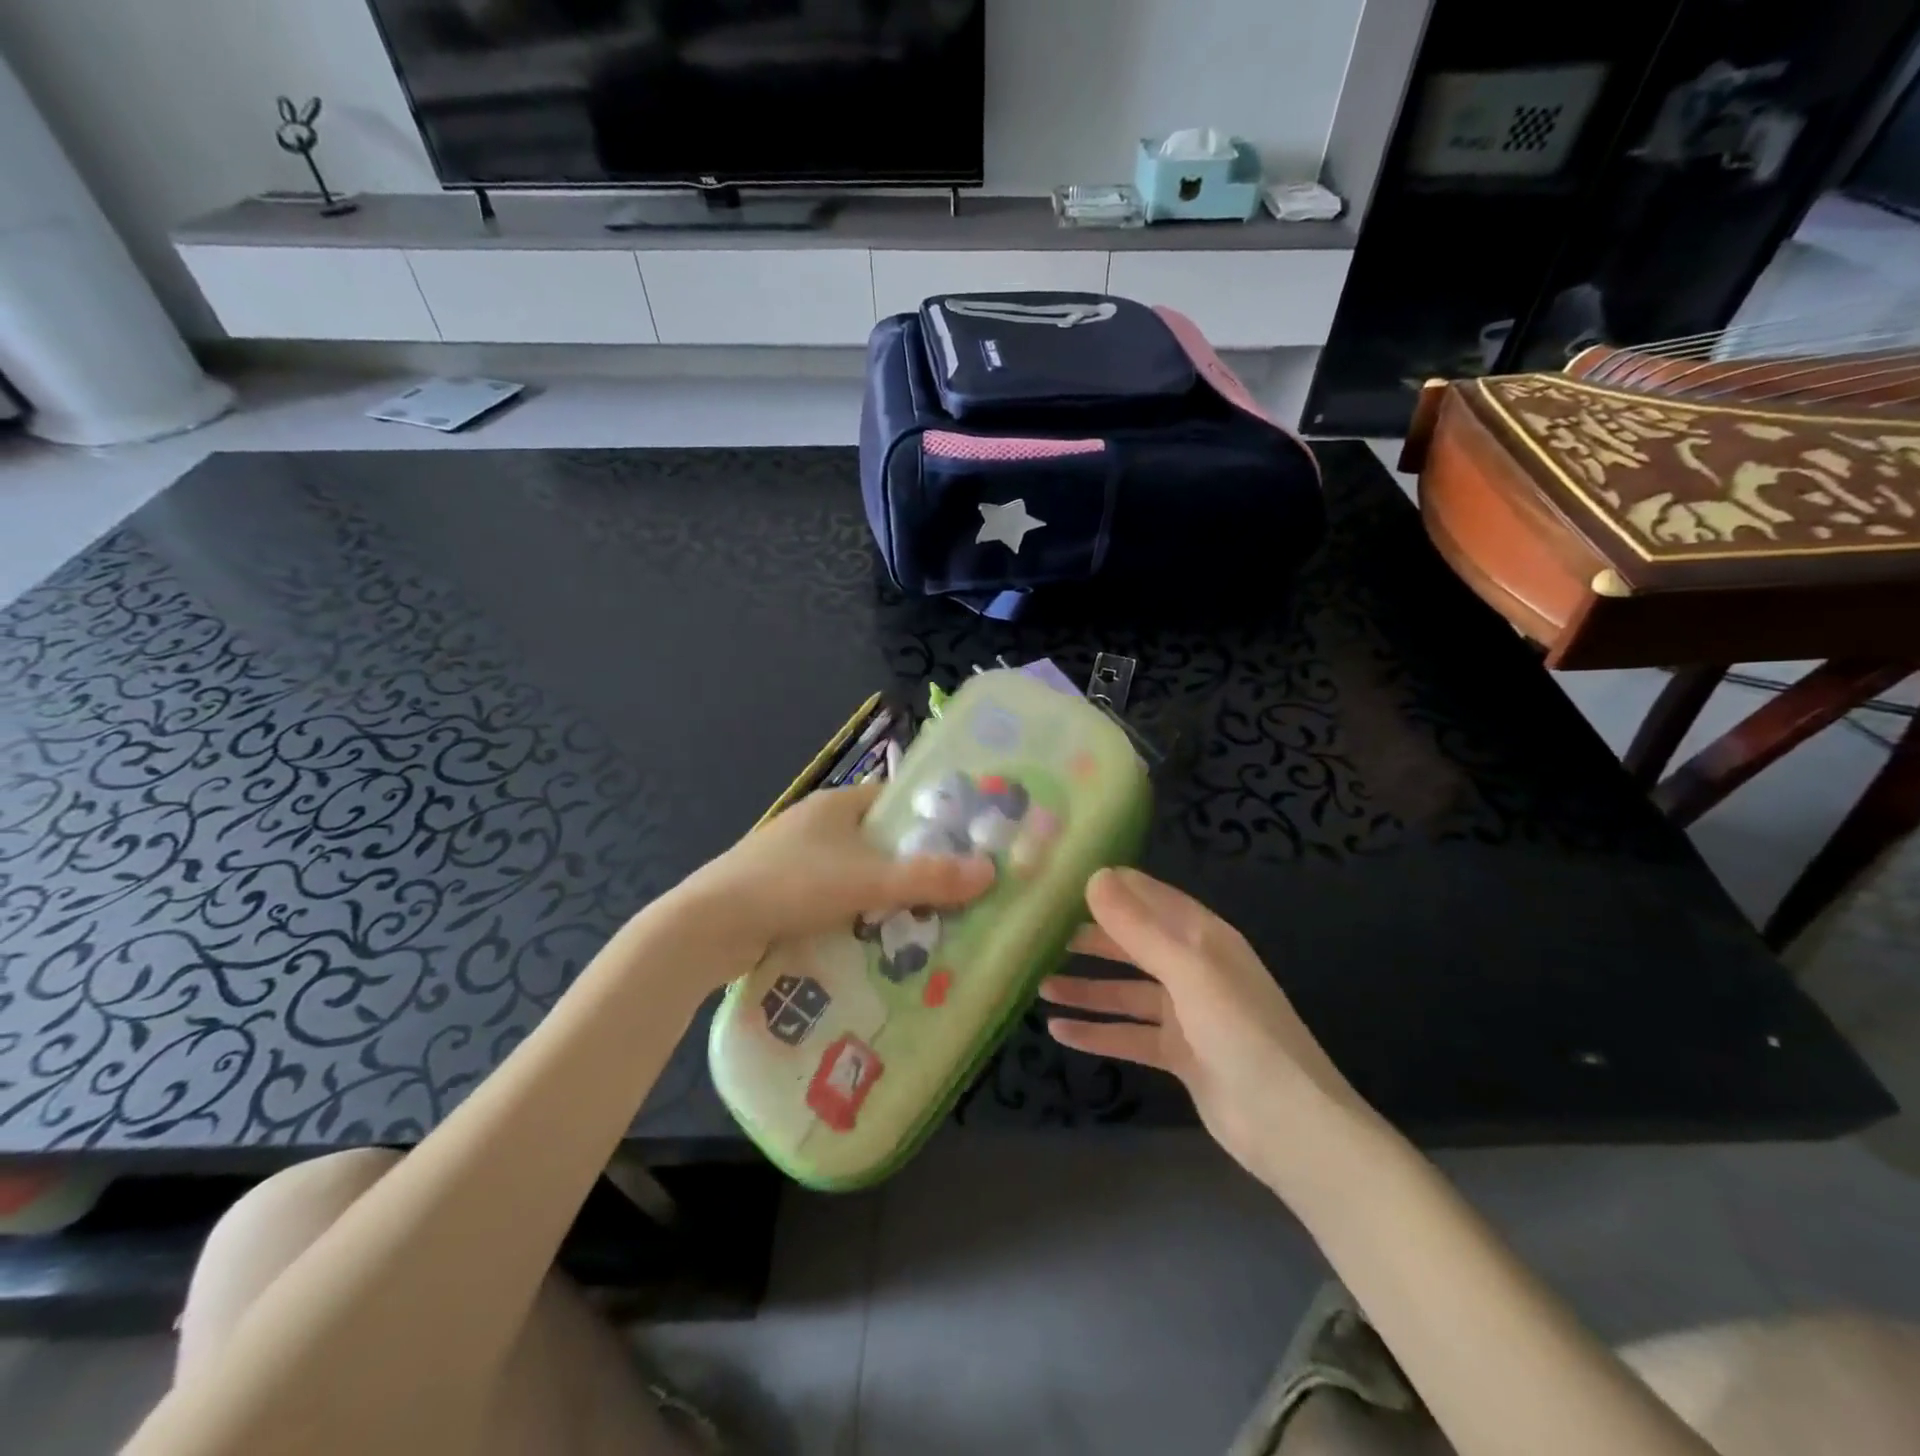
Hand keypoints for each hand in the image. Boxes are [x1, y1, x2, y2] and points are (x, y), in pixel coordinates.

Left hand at [676, 782, 993, 975]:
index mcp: (837, 804)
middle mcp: (817, 824)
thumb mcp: (867, 881)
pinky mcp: (783, 893)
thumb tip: (991, 871)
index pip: (896, 801)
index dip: (931, 820)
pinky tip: (876, 941)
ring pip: (857, 873)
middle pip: (880, 841)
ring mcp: (796, 859)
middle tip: (953, 894)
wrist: (708, 927)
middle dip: (912, 866)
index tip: (965, 846)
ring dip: (884, 896)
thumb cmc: (791, 885)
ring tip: (925, 923)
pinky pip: (834, 899)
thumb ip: (928, 878)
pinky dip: (855, 915)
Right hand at [1042, 868, 1380, 1196]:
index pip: (1149, 898)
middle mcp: (1194, 968)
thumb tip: (1095, 876)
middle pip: (1133, 944)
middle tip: (1040, 936)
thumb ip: (1139, 927)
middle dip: (1091, 940)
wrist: (1290, 1126)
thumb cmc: (1241, 1032)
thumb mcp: (1188, 971)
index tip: (1060, 882)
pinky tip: (1059, 1032)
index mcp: (1203, 937)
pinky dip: (1098, 1032)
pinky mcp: (1179, 1054)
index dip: (1109, 887)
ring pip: (1126, 992)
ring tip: (1040, 986)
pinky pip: (1129, 1035)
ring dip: (1087, 989)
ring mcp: (1187, 1013)